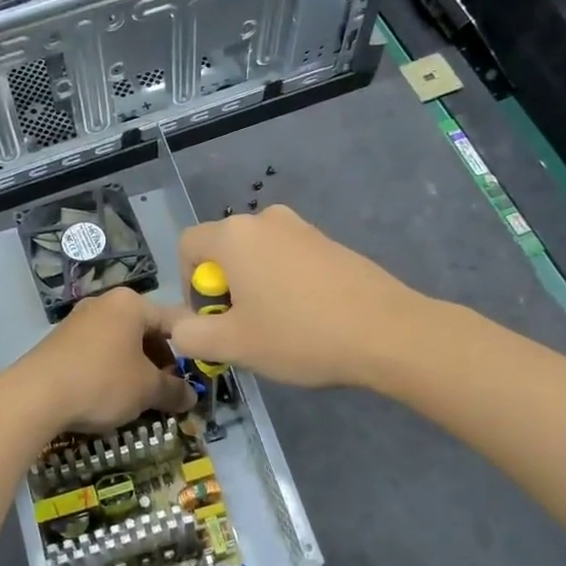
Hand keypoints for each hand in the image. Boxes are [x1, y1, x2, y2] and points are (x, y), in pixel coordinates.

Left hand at [9, 287, 194, 433]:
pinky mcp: (59, 341)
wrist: (34, 396)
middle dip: (160, 362)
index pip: (174, 322)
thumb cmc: (102, 382)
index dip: (190, 350)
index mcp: (131, 303)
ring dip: (135, 369)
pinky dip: (110, 371)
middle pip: (146, 331)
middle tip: (167, 392)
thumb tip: (191, 396)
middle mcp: (104, 303)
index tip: (196, 377)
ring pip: (121, 344)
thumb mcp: (147, 390)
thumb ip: (174, 390)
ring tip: (140, 399)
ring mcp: (78, 320)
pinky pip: (97, 353)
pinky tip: (108, 397)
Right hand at [169, 205, 421, 388]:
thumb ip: (190, 335)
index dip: (188, 285)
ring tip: (278, 329)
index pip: (187, 246)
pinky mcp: (332, 244)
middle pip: (224, 251)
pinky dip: (286, 286)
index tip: (211, 319)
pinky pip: (290, 261)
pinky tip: (308, 320)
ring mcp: (304, 229)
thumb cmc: (299, 335)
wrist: (387, 333)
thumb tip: (178, 328)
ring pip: (259, 258)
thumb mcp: (233, 345)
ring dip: (255, 290)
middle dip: (225, 290)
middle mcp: (267, 220)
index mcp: (235, 236)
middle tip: (244, 330)